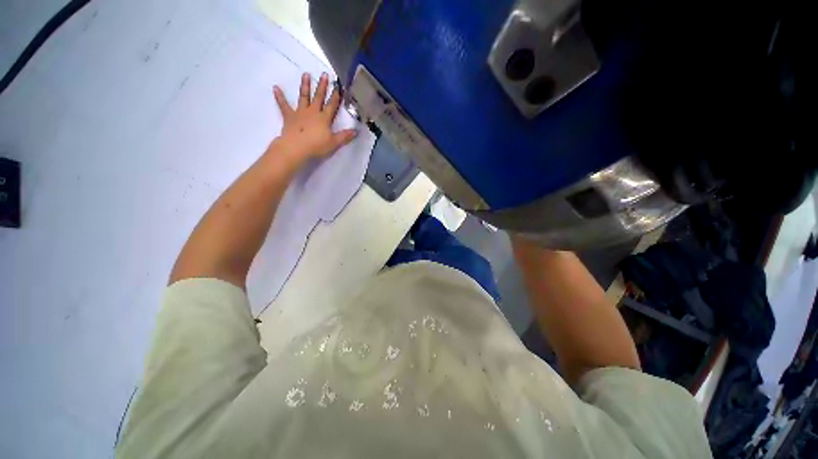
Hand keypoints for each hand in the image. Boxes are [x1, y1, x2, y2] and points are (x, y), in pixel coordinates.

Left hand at [271, 72, 357, 162]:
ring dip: (305, 86)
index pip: (332, 105)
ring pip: (303, 97)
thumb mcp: (334, 143)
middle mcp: (313, 112)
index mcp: (324, 118)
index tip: (339, 86)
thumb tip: (356, 131)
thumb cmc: (316, 146)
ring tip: (305, 74)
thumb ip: (345, 136)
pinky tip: (275, 88)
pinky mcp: (289, 116)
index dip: (336, 96)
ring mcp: (300, 113)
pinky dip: (279, 97)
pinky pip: (283, 105)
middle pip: (319, 97)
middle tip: (324, 74)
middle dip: (322, 86)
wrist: (296, 147)